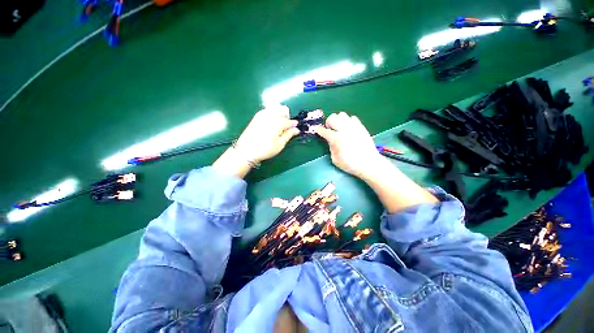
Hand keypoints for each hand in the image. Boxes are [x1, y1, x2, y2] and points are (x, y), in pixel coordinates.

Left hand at [235, 105, 299, 162]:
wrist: (246, 150)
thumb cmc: (265, 149)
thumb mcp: (280, 144)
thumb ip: (289, 135)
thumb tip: (296, 129)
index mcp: (278, 122)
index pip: (289, 121)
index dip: (294, 125)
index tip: (295, 130)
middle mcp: (270, 115)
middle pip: (283, 109)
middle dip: (286, 117)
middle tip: (285, 128)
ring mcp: (262, 114)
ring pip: (275, 108)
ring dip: (279, 115)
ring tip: (277, 126)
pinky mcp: (256, 116)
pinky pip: (268, 111)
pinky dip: (272, 115)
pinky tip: (270, 125)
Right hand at [313, 112, 382, 178]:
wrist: (369, 163)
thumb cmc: (350, 164)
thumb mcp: (335, 159)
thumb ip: (331, 147)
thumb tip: (330, 140)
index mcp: (337, 139)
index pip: (325, 131)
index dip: (318, 129)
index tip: (316, 129)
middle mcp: (345, 130)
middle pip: (333, 117)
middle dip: (328, 122)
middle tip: (330, 129)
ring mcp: (354, 127)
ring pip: (342, 115)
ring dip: (338, 120)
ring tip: (339, 128)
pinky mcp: (361, 127)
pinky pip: (352, 118)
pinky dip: (347, 121)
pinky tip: (348, 129)